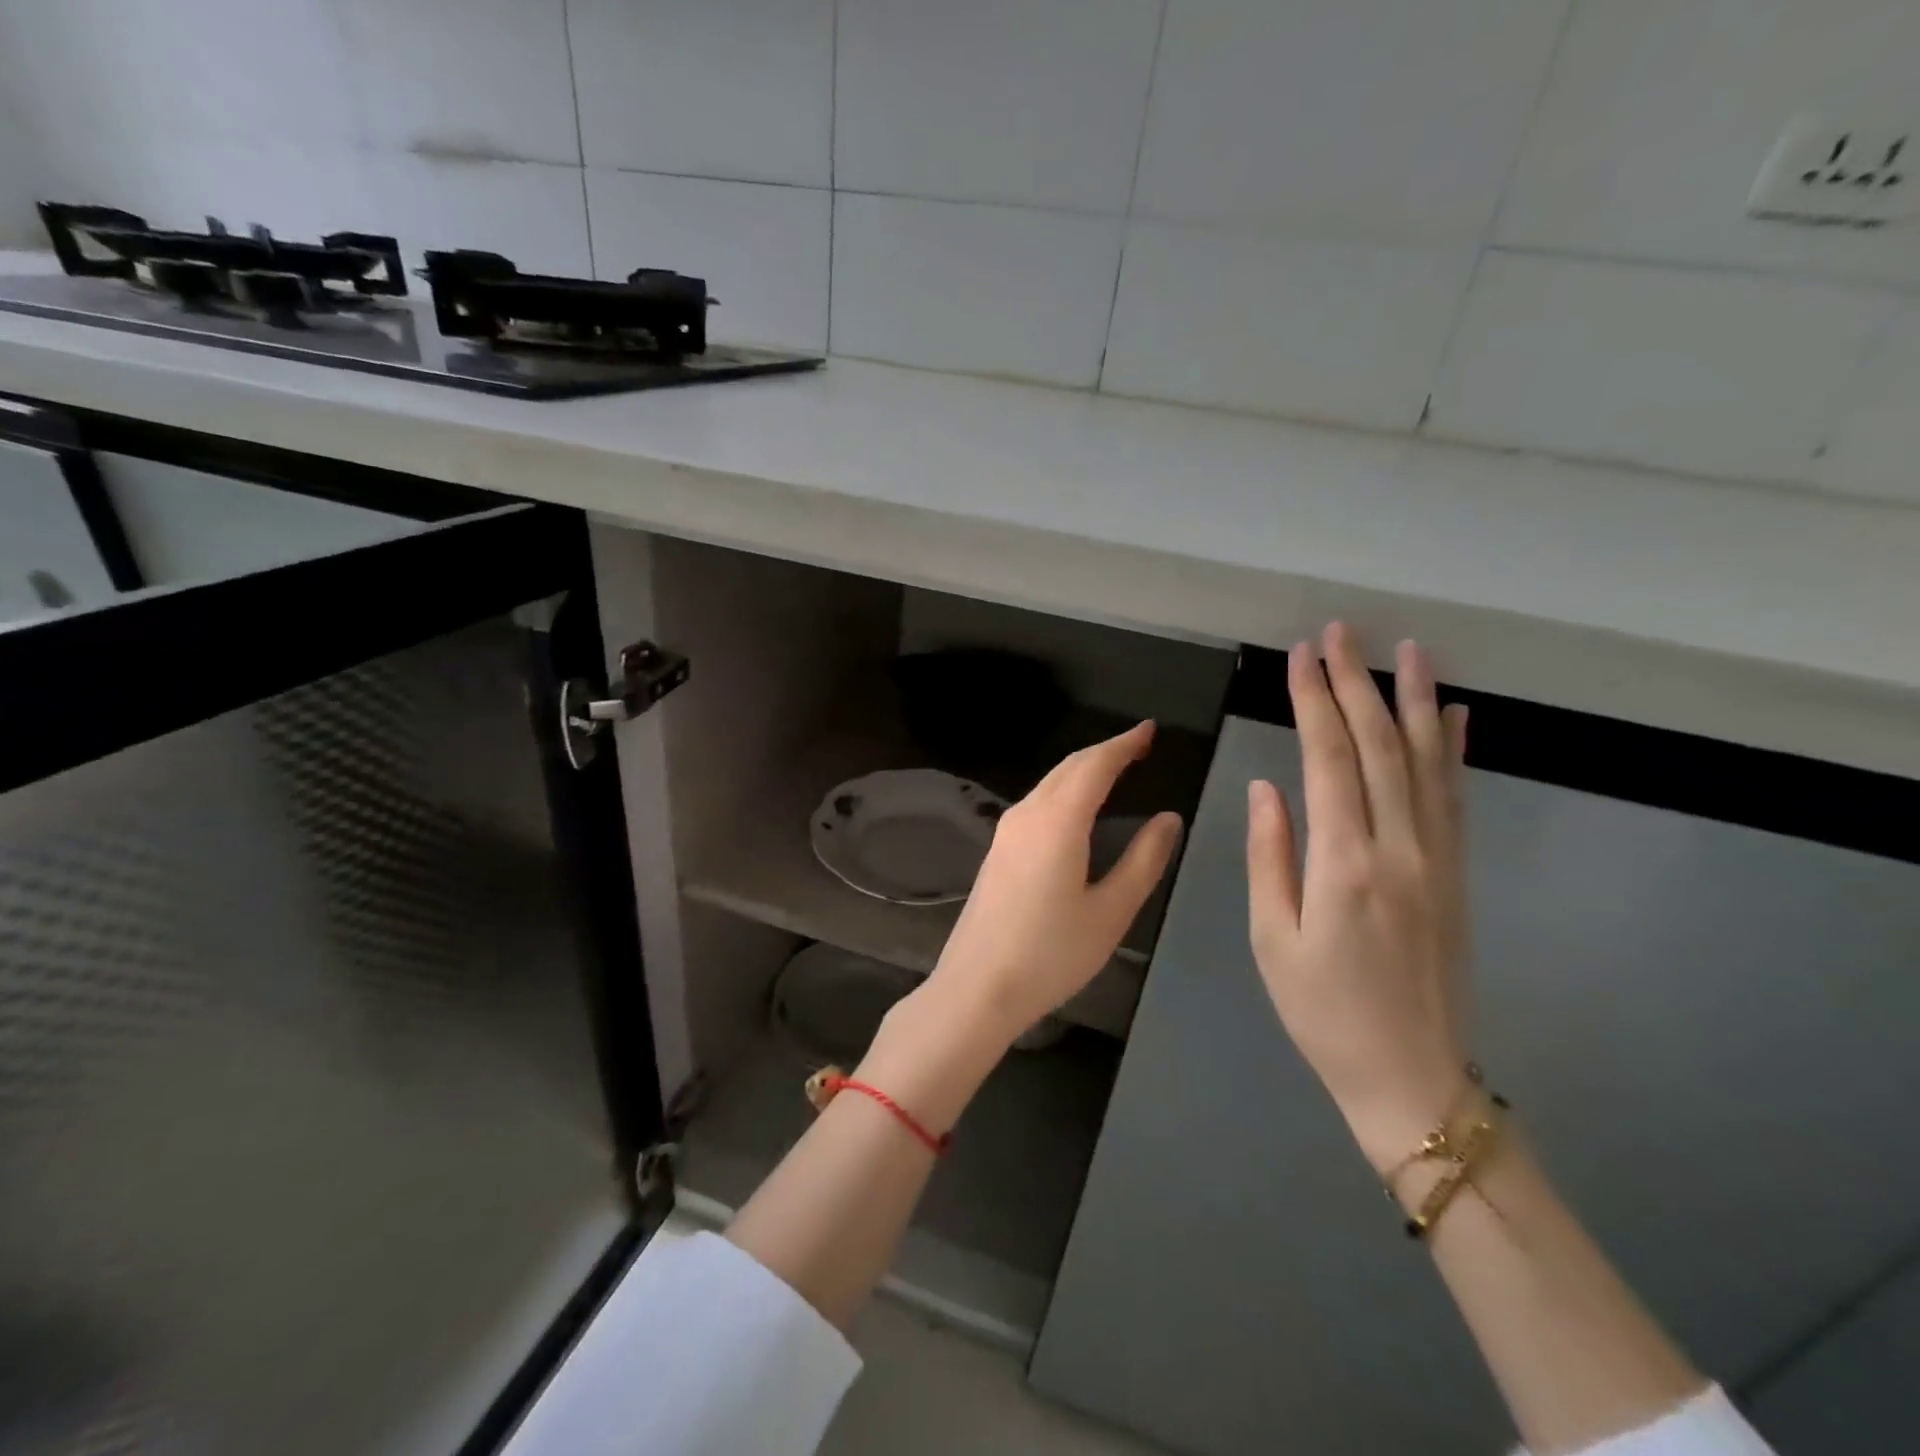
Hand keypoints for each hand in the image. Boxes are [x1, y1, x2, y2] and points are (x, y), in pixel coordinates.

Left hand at [927, 721, 1183, 1048]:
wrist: (976, 987)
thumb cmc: (1051, 954)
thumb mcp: (1110, 912)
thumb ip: (1143, 861)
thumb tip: (1168, 819)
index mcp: (1057, 822)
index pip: (1094, 765)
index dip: (1124, 744)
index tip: (1150, 730)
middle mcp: (1027, 815)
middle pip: (1068, 767)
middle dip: (1104, 751)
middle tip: (1139, 746)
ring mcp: (1006, 832)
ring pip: (1049, 783)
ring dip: (1082, 769)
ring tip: (1115, 769)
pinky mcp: (997, 850)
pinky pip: (1037, 803)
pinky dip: (1065, 791)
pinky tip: (1077, 808)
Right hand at [1245, 623, 1470, 1171]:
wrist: (1411, 1078)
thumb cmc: (1322, 1012)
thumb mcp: (1272, 939)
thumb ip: (1270, 856)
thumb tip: (1269, 787)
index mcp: (1344, 865)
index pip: (1329, 760)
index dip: (1314, 702)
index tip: (1301, 656)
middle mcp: (1399, 850)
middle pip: (1380, 748)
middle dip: (1357, 684)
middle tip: (1342, 632)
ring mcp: (1438, 860)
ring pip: (1427, 763)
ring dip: (1416, 702)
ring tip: (1408, 650)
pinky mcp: (1458, 876)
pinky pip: (1456, 800)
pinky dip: (1455, 752)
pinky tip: (1455, 716)